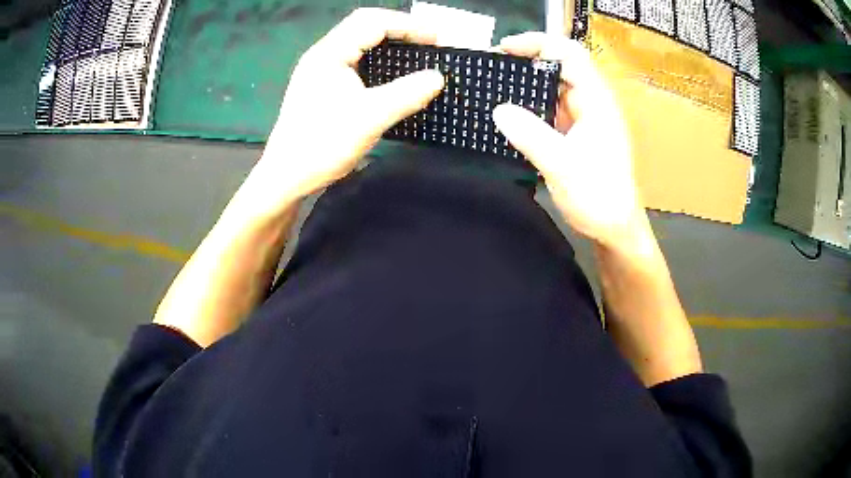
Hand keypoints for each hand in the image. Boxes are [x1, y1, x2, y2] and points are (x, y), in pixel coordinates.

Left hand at [246, 8, 445, 213]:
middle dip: (399, 29)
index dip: (407, 25)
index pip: (372, 22)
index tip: (436, 39)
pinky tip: (391, 73)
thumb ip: (407, 94)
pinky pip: (355, 60)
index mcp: (329, 53)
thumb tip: (438, 77)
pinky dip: (378, 60)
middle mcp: (323, 55)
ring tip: (415, 53)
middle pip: (364, 26)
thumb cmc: (322, 145)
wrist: (286, 177)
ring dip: (388, 43)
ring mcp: (320, 70)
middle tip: (428, 43)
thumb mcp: (369, 118)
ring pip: (359, 43)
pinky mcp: (322, 86)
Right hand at [492, 33, 645, 249]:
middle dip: (527, 61)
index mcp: (597, 101)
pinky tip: (511, 114)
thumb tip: (499, 109)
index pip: (570, 54)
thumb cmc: (598, 197)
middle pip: (561, 67)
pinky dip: (532, 106)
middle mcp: (593, 103)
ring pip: (555, 88)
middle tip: (493, 68)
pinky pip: (552, 110)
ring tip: (496, 88)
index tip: (504, 49)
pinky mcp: (578, 134)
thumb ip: (530, 134)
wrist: (616, 229)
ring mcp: (586, 119)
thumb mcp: (561, 165)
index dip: (538, 43)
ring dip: (527, 85)